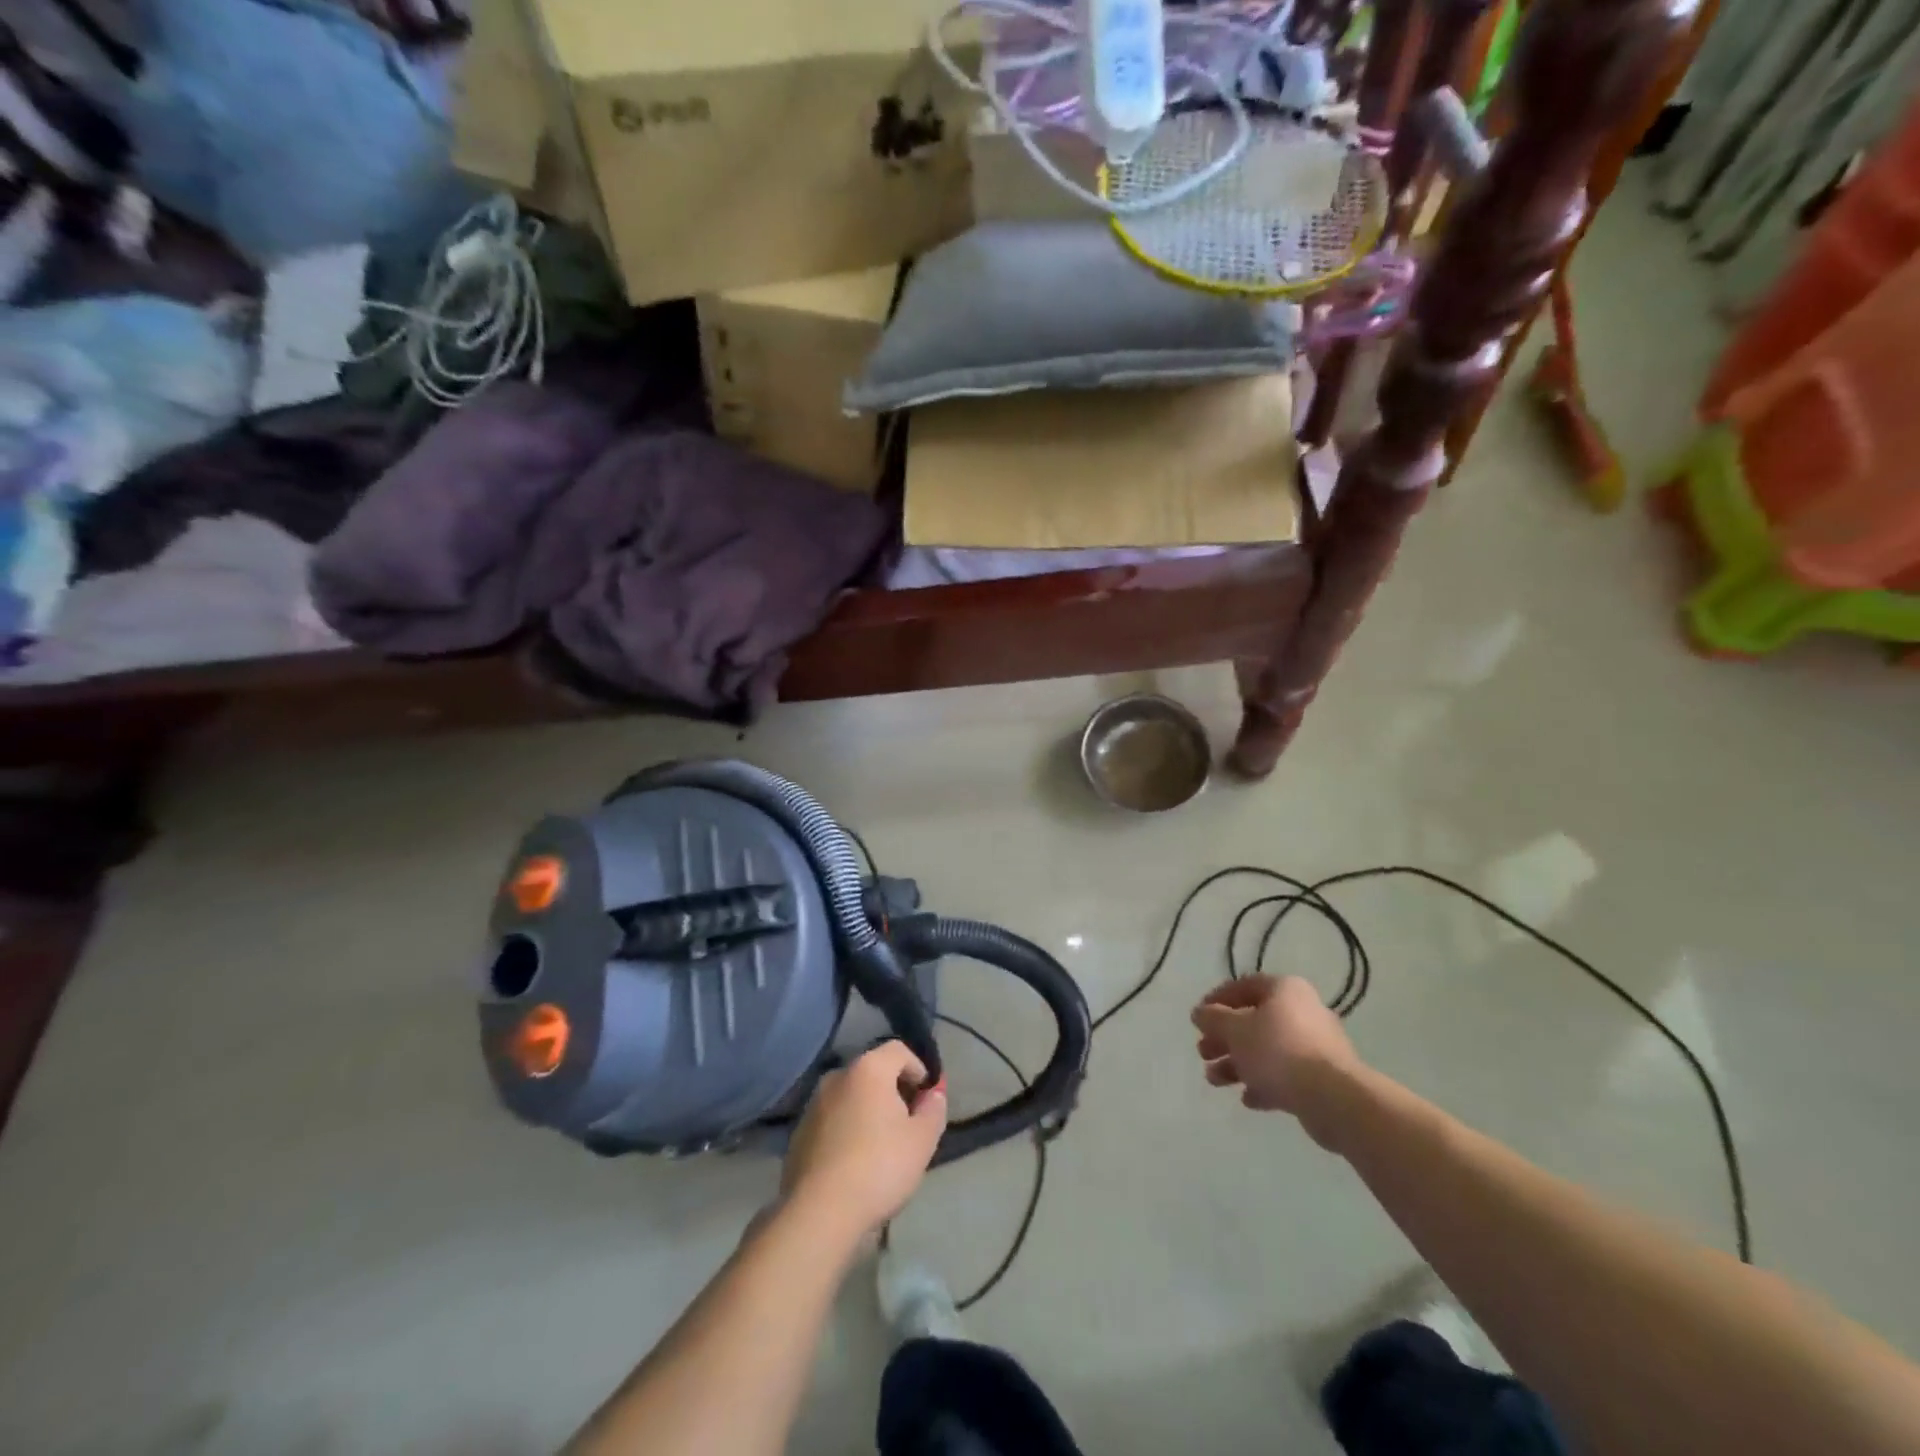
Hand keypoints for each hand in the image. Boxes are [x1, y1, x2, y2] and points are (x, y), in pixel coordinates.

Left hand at [781, 1042, 947, 1242]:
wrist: (820, 1213)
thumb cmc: (879, 1167)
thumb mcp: (922, 1140)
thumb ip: (933, 1109)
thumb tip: (933, 1094)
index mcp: (868, 1069)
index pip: (899, 1050)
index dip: (919, 1069)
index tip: (927, 1099)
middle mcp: (837, 1076)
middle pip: (873, 1072)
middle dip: (894, 1091)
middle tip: (908, 1124)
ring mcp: (813, 1104)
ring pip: (851, 1097)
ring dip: (868, 1111)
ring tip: (882, 1146)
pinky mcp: (799, 1133)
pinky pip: (832, 1120)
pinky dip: (847, 1130)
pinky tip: (854, 1163)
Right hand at [1191, 975, 1360, 1144]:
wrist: (1333, 1098)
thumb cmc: (1278, 1051)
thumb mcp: (1235, 1030)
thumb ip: (1213, 1019)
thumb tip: (1200, 1013)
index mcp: (1285, 990)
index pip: (1244, 986)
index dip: (1217, 1000)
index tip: (1198, 1019)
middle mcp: (1303, 1011)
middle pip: (1254, 1021)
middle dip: (1224, 1039)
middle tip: (1203, 1053)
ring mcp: (1316, 1046)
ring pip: (1267, 1051)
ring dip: (1237, 1064)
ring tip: (1215, 1081)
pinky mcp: (1322, 1078)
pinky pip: (1286, 1075)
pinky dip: (1264, 1083)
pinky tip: (1248, 1099)